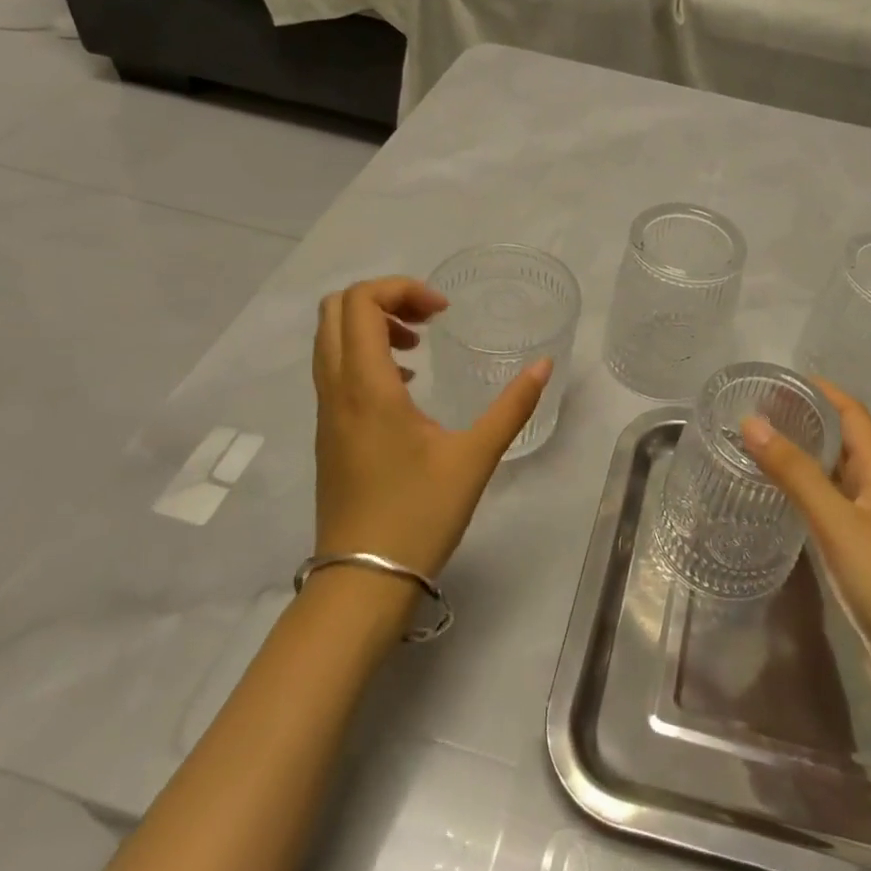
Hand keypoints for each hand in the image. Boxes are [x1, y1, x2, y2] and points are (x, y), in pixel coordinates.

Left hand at [312, 276, 550, 578]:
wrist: (362, 581)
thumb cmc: (419, 515)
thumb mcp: (475, 457)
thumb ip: (513, 406)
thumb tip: (544, 364)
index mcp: (367, 386)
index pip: (360, 302)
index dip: (401, 290)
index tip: (443, 313)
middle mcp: (336, 389)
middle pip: (336, 310)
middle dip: (383, 299)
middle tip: (428, 319)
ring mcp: (326, 412)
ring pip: (330, 339)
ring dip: (371, 326)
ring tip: (418, 346)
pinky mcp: (327, 433)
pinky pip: (334, 369)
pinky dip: (363, 354)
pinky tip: (405, 384)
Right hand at [742, 380, 870, 669]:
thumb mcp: (837, 521)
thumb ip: (795, 473)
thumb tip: (751, 422)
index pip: (853, 415)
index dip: (824, 391)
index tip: (782, 380)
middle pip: (842, 442)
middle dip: (806, 421)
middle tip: (757, 413)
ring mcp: (868, 527)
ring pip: (832, 477)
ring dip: (802, 457)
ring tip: (758, 448)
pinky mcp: (858, 557)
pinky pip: (826, 510)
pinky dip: (802, 495)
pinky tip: (776, 502)